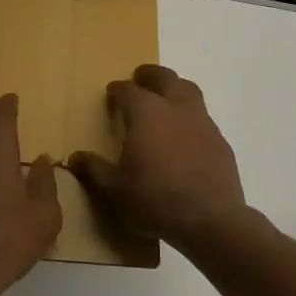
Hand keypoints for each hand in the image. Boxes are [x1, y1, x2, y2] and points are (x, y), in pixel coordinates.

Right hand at [68, 64, 245, 248]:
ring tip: (166, 100)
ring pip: (189, 91)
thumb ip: (94, 169)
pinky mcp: (220, 141)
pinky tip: (186, 136)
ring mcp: (202, 122)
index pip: (128, 90)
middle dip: (150, 75)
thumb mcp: (115, 189)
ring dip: (175, 89)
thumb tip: (75, 157)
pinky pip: (203, 118)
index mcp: (146, 112)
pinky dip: (191, 118)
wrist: (210, 220)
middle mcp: (175, 107)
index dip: (118, 89)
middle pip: (164, 77)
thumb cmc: (155, 199)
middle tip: (140, 78)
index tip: (112, 93)